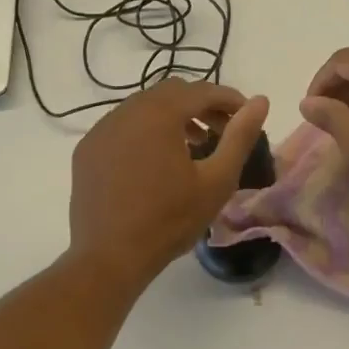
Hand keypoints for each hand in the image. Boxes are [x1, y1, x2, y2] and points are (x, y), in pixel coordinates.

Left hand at [68, 79, 270, 280]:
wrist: (109, 257)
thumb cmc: (170, 219)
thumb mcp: (217, 180)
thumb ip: (240, 136)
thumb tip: (260, 101)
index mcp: (159, 113)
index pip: (202, 90)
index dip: (229, 98)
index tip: (247, 114)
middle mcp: (127, 110)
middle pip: (172, 92)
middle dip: (202, 104)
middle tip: (222, 130)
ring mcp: (102, 129)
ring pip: (144, 106)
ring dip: (173, 115)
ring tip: (194, 143)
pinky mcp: (88, 149)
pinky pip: (122, 125)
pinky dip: (145, 130)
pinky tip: (155, 159)